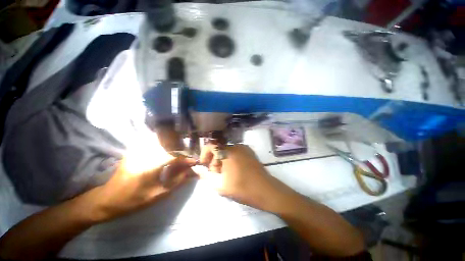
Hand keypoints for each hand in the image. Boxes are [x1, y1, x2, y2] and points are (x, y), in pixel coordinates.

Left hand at [91, 152, 196, 221]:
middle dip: (181, 153)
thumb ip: (177, 181)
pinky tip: (166, 155)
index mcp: (151, 166)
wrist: (108, 199)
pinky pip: (153, 145)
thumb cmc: (134, 200)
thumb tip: (190, 172)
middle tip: (186, 161)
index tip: (194, 162)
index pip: (175, 157)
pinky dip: (163, 148)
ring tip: (178, 159)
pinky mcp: (135, 151)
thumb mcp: (158, 194)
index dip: (186, 159)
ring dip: (173, 150)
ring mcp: (138, 151)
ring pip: (162, 144)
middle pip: (170, 148)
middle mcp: (145, 155)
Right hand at [193, 144, 295, 211]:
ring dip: (222, 161)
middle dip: (214, 161)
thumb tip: (196, 168)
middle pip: (219, 149)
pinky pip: (235, 152)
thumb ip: (205, 175)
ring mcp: (244, 148)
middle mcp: (236, 146)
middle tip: (216, 175)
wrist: (266, 190)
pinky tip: (234, 171)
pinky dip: (230, 159)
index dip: (205, 154)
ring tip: (225, 175)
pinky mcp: (249, 152)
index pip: (211, 146)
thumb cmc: (242, 188)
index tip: (204, 165)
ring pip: (227, 151)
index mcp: (228, 152)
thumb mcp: (219, 185)